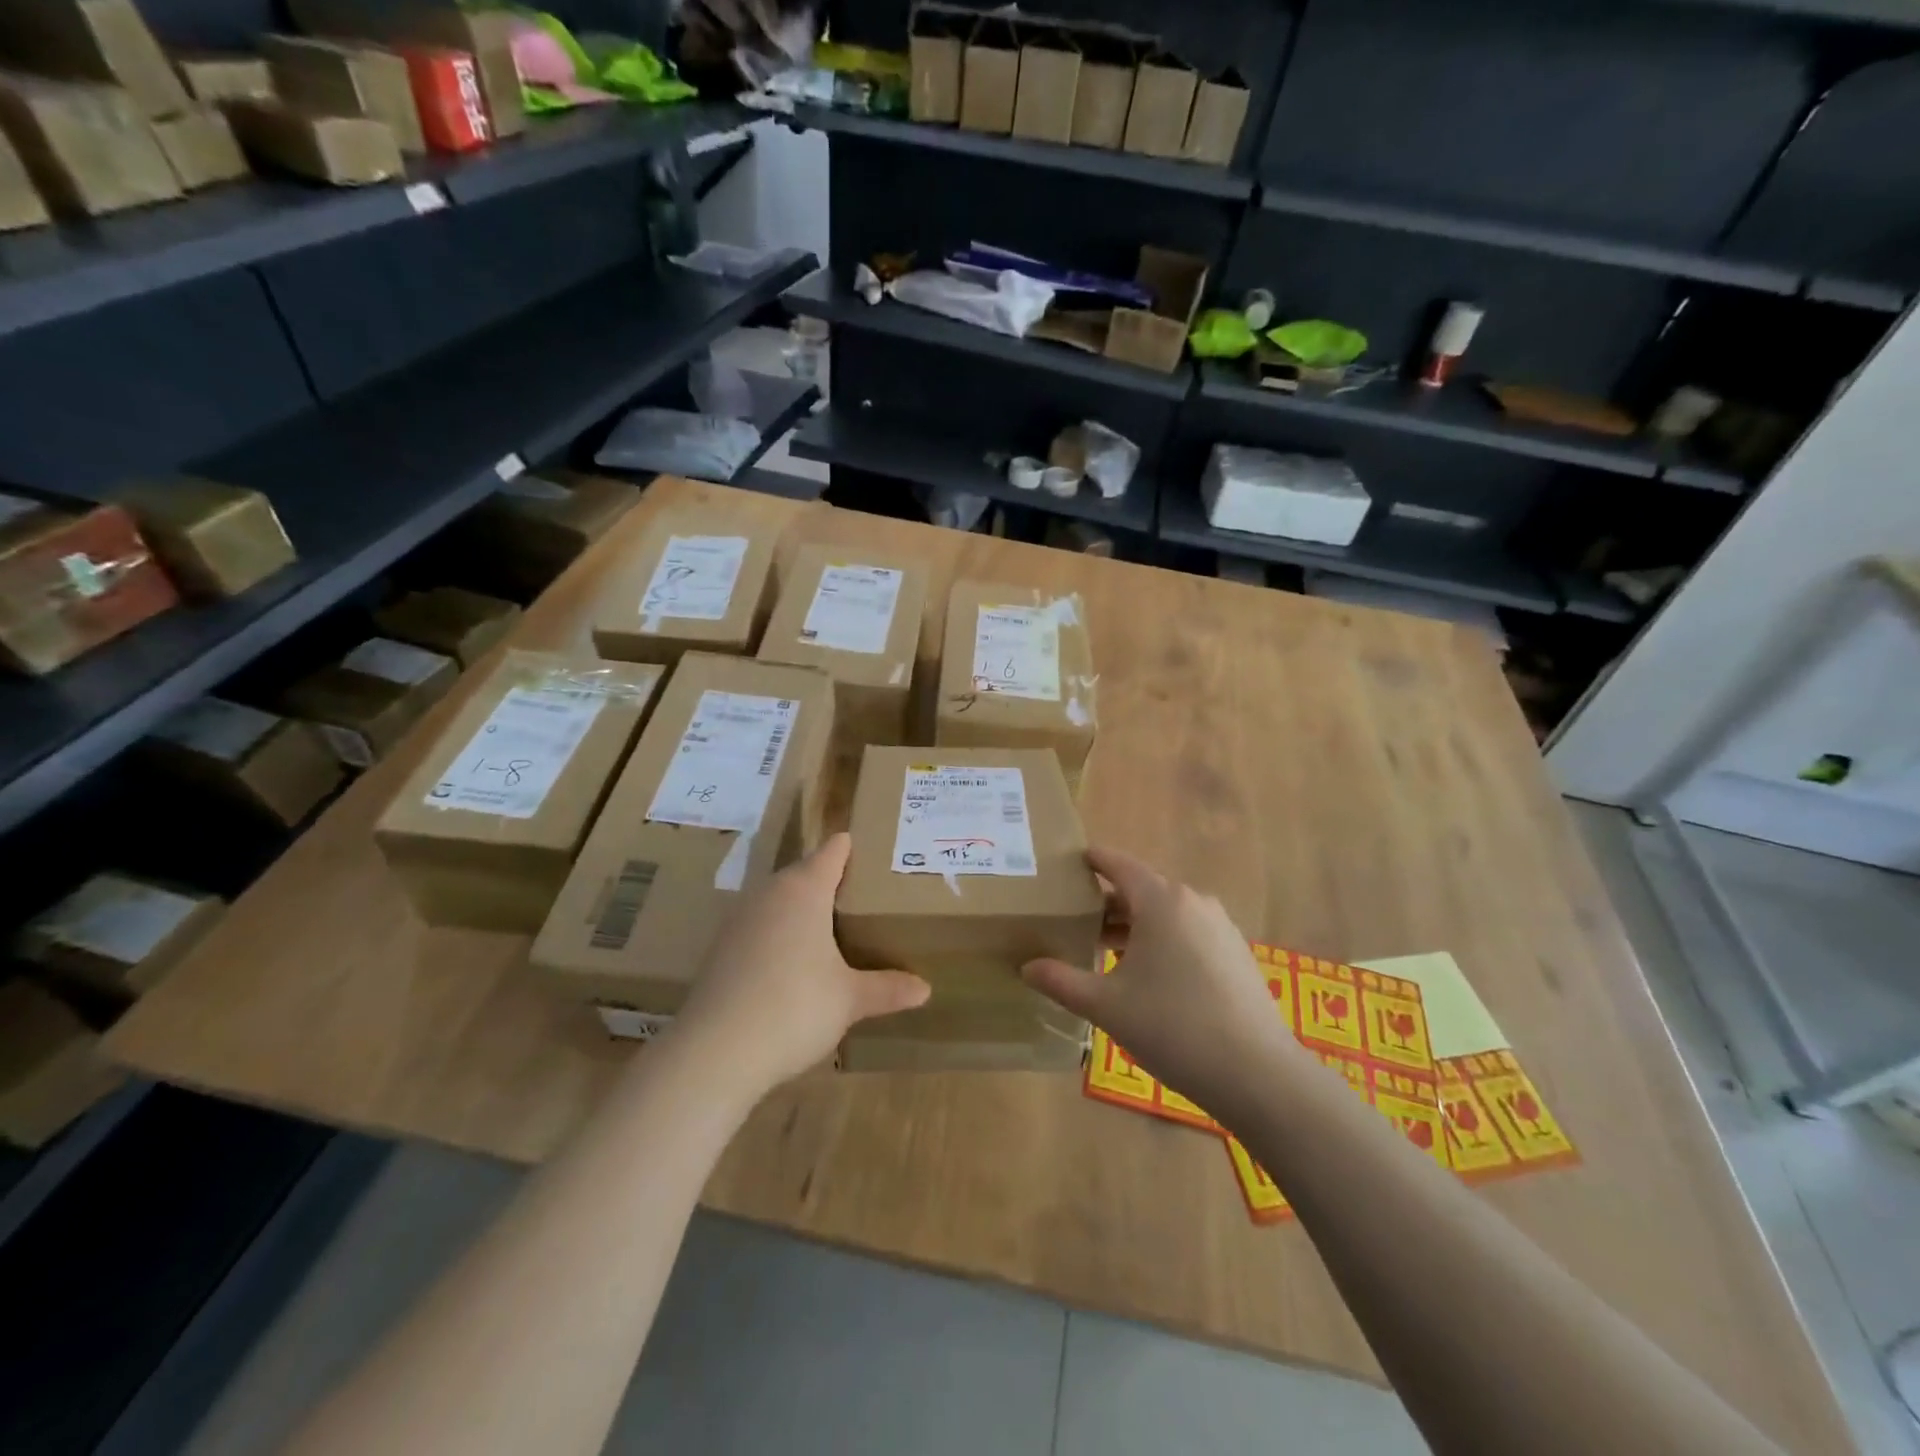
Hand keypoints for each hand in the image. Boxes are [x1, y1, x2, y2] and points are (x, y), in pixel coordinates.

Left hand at [674, 834, 929, 1095]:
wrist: (715, 1051)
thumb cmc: (795, 1008)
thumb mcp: (850, 1000)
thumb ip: (887, 988)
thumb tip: (925, 989)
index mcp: (804, 889)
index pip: (832, 851)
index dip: (852, 848)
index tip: (875, 852)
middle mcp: (770, 893)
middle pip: (804, 872)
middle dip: (831, 880)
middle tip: (864, 895)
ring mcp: (740, 919)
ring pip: (779, 899)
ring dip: (802, 907)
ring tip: (832, 926)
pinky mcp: (721, 948)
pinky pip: (760, 925)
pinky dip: (779, 933)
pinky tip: (792, 961)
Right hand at [1021, 847, 1296, 1117]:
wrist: (1258, 1074)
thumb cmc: (1173, 1027)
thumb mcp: (1107, 1005)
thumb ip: (1061, 981)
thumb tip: (1026, 967)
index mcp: (1161, 901)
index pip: (1118, 864)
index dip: (1092, 860)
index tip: (1067, 861)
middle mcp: (1193, 902)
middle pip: (1141, 889)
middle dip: (1106, 902)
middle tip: (1072, 918)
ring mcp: (1220, 927)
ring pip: (1166, 914)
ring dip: (1134, 925)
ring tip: (1102, 950)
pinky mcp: (1236, 954)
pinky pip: (1188, 933)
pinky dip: (1161, 941)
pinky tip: (1146, 975)